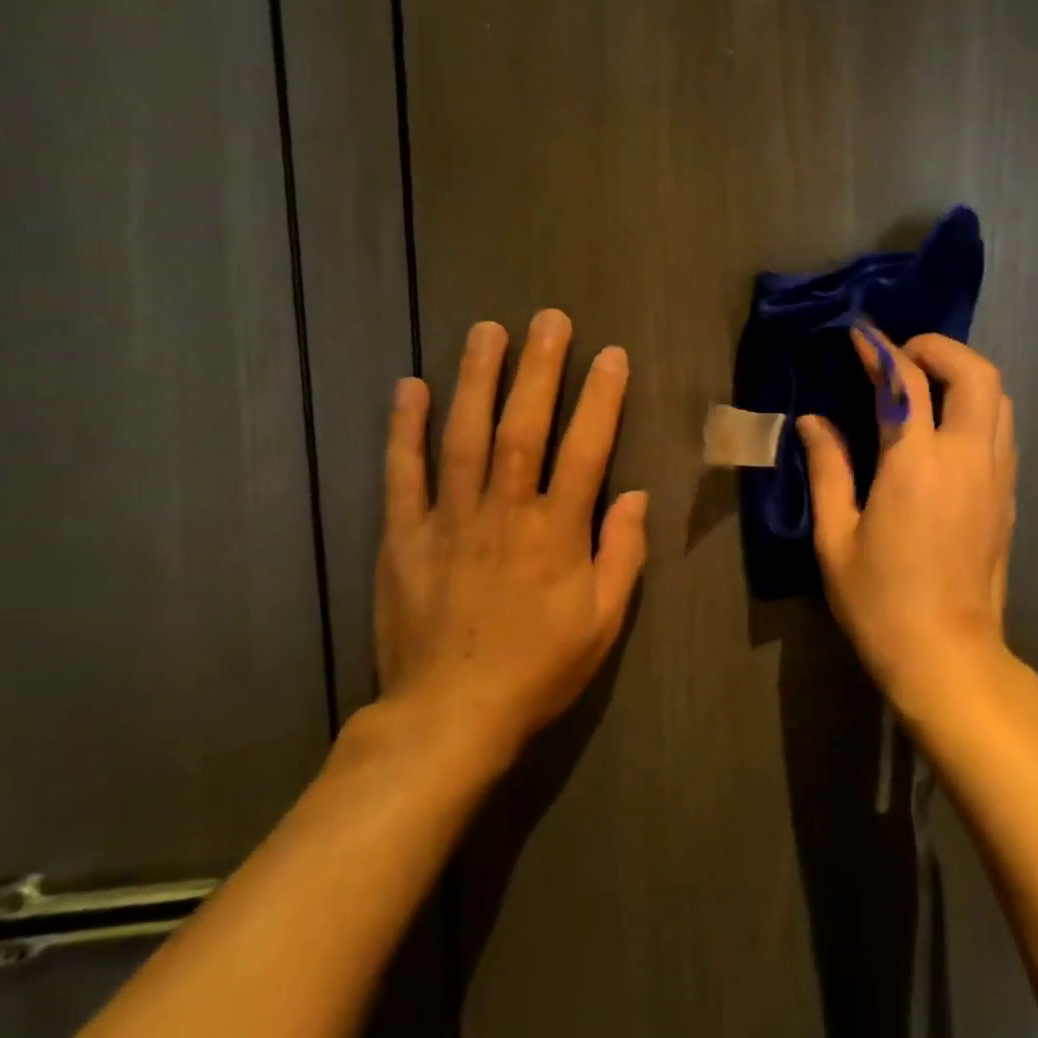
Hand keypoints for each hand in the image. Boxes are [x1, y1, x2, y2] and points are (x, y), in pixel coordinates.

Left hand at [372, 309, 647, 767]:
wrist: (449, 717)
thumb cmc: (539, 669)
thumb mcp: (603, 622)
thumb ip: (623, 554)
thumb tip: (635, 495)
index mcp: (556, 533)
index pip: (585, 451)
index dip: (600, 400)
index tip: (610, 356)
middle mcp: (504, 513)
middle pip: (522, 428)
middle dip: (539, 369)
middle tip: (548, 320)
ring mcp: (448, 520)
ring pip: (462, 437)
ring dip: (476, 379)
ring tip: (486, 332)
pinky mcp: (403, 537)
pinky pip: (402, 474)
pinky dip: (405, 429)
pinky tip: (410, 387)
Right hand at [797, 329, 1018, 725]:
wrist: (947, 657)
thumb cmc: (880, 602)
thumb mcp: (836, 538)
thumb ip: (828, 470)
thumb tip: (813, 422)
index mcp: (916, 465)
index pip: (905, 383)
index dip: (881, 350)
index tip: (861, 335)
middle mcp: (966, 459)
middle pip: (975, 373)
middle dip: (939, 348)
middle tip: (901, 356)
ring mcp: (996, 477)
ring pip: (998, 398)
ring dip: (963, 375)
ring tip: (924, 385)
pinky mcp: (1009, 498)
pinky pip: (1001, 430)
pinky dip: (977, 407)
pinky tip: (945, 428)